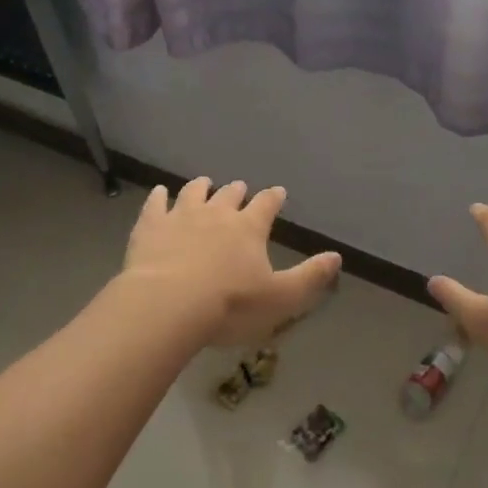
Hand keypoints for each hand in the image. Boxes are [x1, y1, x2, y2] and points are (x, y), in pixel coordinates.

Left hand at [122, 178, 341, 350]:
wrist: (168, 305)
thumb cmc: (230, 305)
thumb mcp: (281, 297)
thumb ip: (310, 277)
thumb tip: (336, 256)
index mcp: (249, 227)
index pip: (266, 205)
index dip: (273, 198)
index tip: (278, 192)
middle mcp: (217, 213)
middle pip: (229, 195)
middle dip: (237, 191)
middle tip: (240, 188)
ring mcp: (180, 216)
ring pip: (193, 193)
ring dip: (201, 187)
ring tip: (204, 182)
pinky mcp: (150, 226)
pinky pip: (155, 204)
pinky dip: (158, 196)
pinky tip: (158, 192)